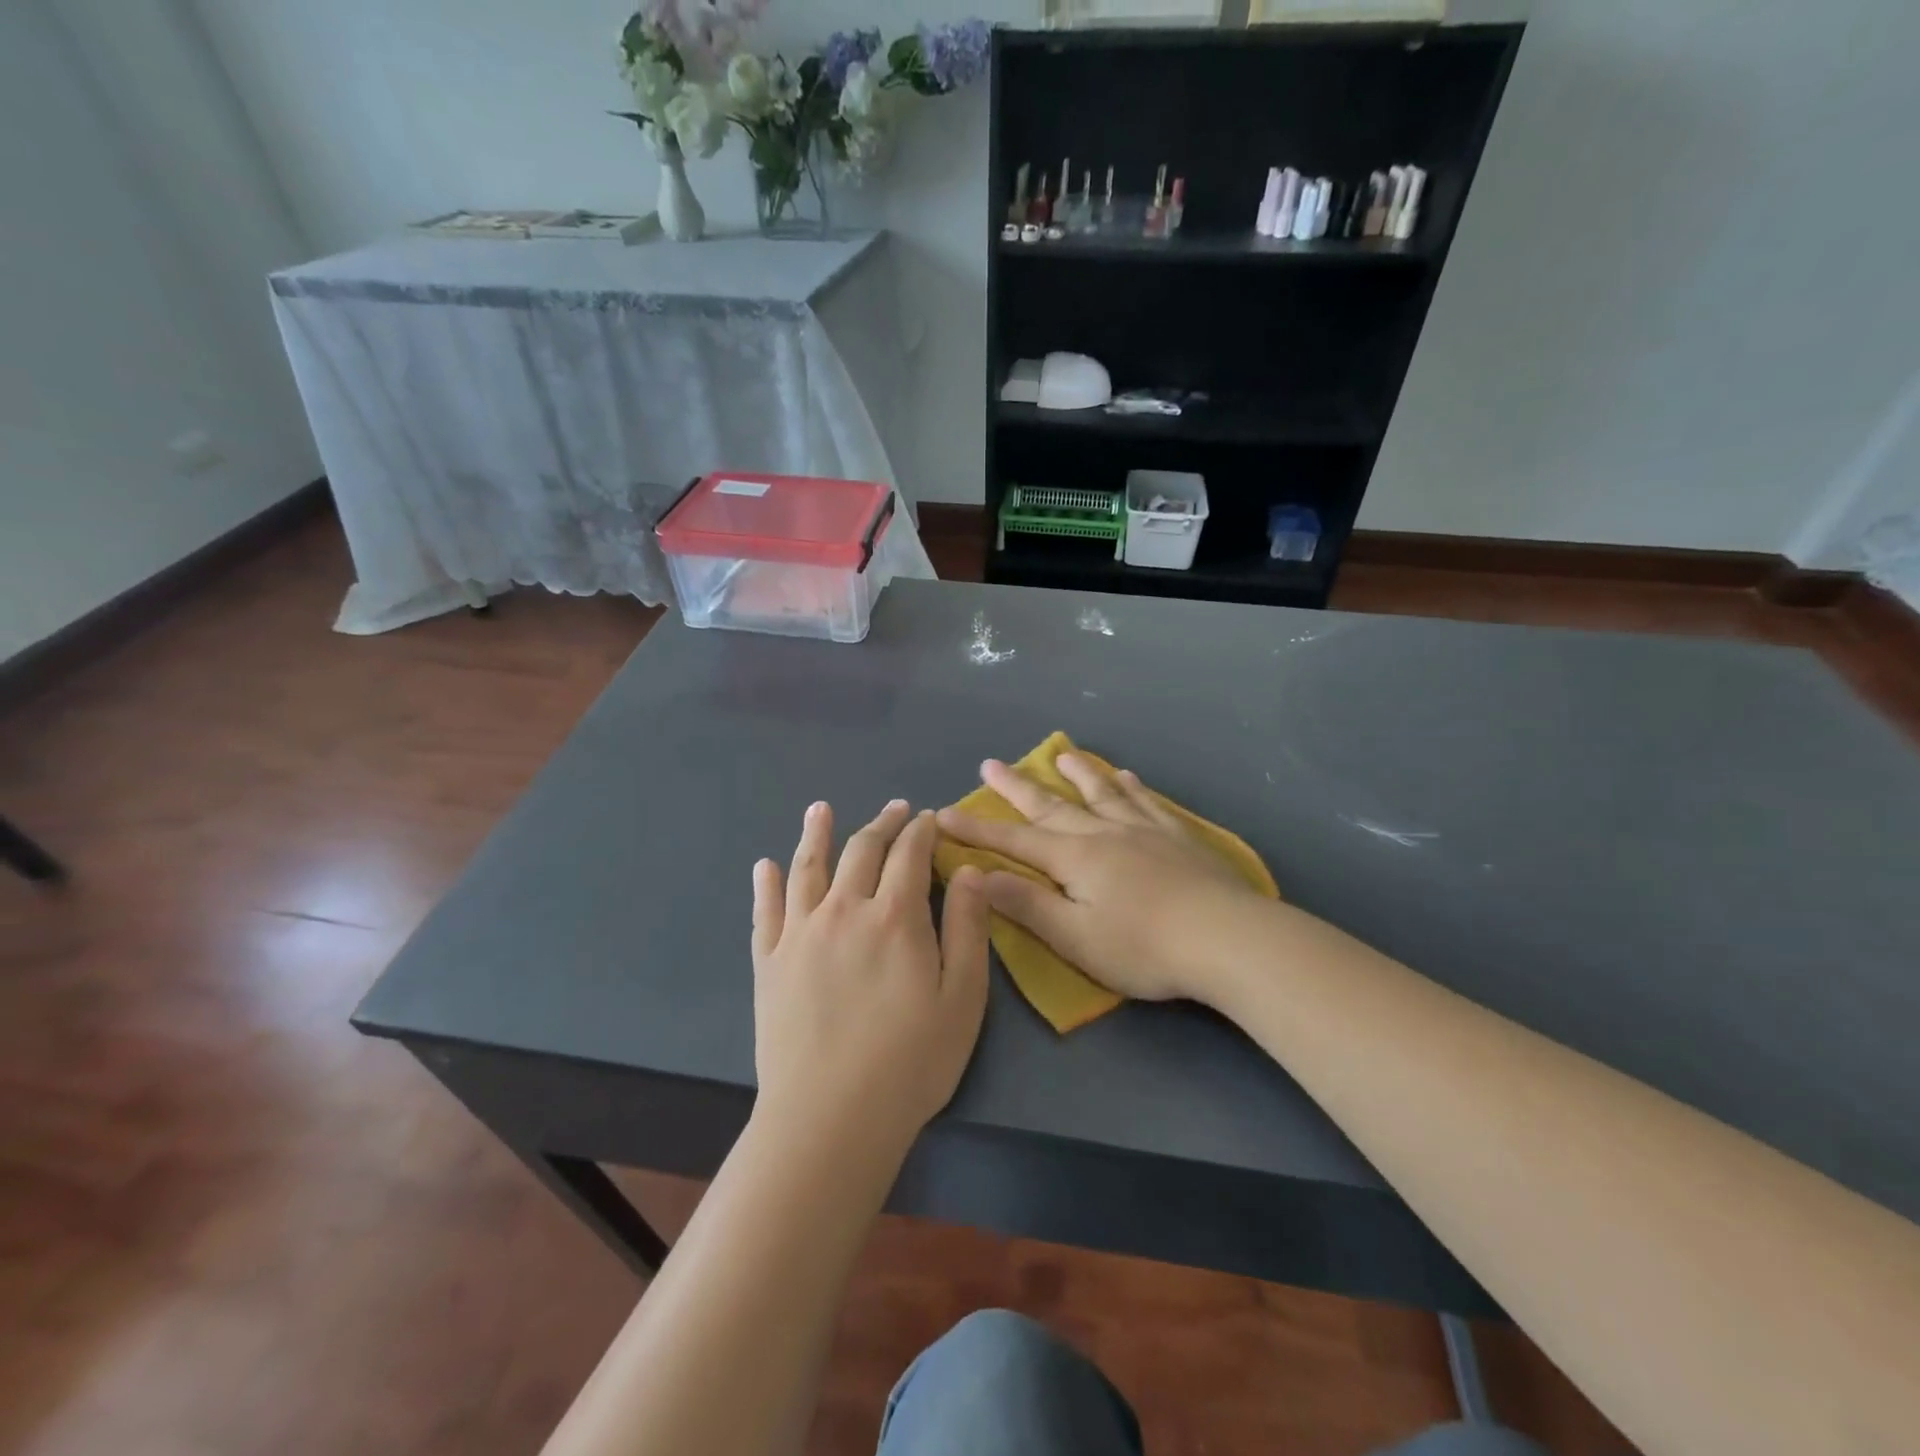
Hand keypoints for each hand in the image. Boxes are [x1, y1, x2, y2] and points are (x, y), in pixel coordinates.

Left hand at [751, 800, 990, 1163]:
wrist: (830, 1118)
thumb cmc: (911, 1062)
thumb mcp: (963, 997)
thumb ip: (968, 928)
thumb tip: (970, 871)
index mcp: (894, 916)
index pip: (909, 855)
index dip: (921, 831)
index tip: (929, 818)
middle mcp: (843, 910)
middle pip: (862, 851)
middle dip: (883, 824)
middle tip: (895, 809)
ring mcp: (799, 934)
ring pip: (807, 868)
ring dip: (816, 834)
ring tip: (820, 809)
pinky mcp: (768, 962)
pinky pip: (765, 911)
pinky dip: (767, 884)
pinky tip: (765, 865)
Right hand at [936, 755, 1264, 1005]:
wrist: (1227, 939)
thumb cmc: (1144, 947)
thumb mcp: (1075, 936)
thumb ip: (1027, 904)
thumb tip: (978, 875)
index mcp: (1075, 858)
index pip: (1014, 839)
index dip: (977, 829)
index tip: (943, 813)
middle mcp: (1104, 832)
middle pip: (1052, 805)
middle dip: (1017, 787)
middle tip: (991, 763)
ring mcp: (1144, 830)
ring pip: (1102, 793)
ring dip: (1077, 774)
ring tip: (1062, 754)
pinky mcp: (1178, 838)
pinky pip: (1147, 802)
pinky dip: (1131, 787)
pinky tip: (1127, 776)